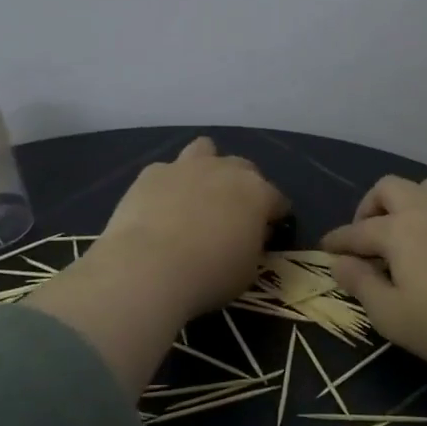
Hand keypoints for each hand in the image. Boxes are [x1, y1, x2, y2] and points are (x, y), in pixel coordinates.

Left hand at [94, 137, 290, 320]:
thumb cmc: (209, 275)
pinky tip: (161, 206)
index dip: (275, 216)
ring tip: (197, 194)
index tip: (269, 233)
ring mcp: (186, 167)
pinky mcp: (151, 173)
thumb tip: (248, 234)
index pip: (277, 200)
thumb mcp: (248, 270)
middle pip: (243, 168)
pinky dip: (168, 184)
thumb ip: (253, 245)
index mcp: (257, 193)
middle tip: (232, 214)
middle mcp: (225, 170)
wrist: (149, 267)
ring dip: (206, 166)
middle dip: (242, 186)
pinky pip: (166, 170)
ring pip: (204, 150)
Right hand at [319, 176, 426, 378]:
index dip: (338, 241)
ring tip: (417, 228)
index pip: (357, 231)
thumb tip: (339, 262)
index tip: (326, 249)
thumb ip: (360, 285)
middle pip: (390, 188)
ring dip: (417, 201)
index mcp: (398, 230)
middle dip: (372, 206)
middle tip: (370, 235)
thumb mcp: (392, 316)